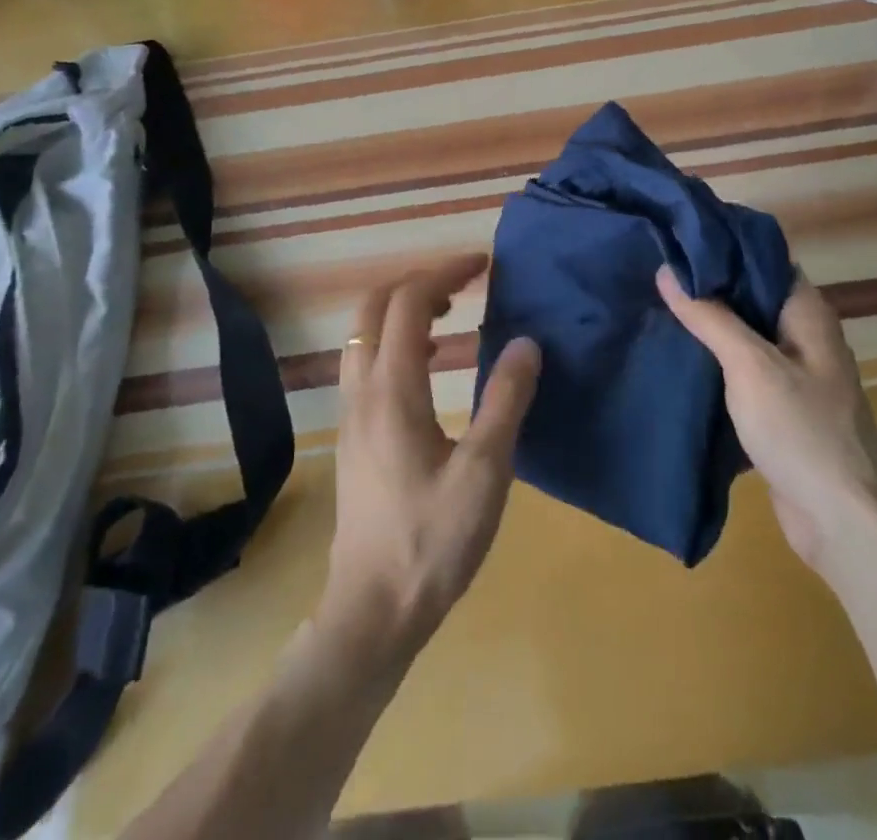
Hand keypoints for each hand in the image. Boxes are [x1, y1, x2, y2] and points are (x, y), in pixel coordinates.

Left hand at [317, 254, 539, 672]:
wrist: (372, 610)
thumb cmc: (433, 541)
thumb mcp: (486, 473)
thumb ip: (506, 400)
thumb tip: (527, 342)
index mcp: (393, 390)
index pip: (408, 302)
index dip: (444, 273)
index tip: (482, 265)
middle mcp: (361, 390)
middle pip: (373, 306)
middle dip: (417, 282)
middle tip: (462, 286)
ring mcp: (349, 412)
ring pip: (362, 333)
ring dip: (400, 309)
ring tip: (448, 316)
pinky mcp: (351, 433)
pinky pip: (363, 360)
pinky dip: (392, 338)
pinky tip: (426, 365)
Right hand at [657, 265, 876, 578]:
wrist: (844, 521)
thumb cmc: (802, 430)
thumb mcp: (750, 365)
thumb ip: (710, 317)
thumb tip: (668, 270)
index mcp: (806, 313)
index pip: (761, 259)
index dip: (720, 246)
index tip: (673, 238)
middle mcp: (802, 335)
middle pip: (748, 296)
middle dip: (705, 286)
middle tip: (652, 271)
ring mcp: (792, 374)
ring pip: (741, 335)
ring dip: (705, 325)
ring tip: (653, 307)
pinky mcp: (778, 408)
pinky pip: (740, 371)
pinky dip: (711, 362)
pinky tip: (675, 356)